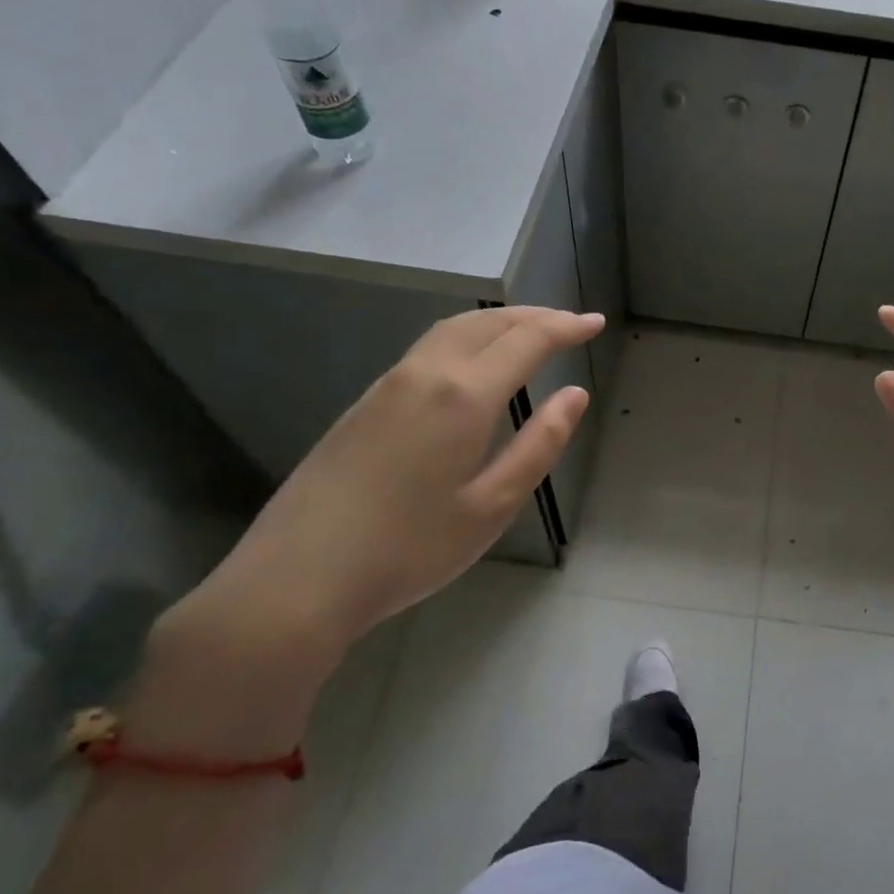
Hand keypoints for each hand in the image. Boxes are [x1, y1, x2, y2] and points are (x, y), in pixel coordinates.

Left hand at [131, 307, 602, 753]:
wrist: (298, 578)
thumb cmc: (410, 549)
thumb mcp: (492, 506)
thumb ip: (539, 445)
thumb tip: (574, 396)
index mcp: (463, 396)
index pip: (526, 341)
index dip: (565, 328)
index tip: (594, 323)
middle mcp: (425, 374)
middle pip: (486, 323)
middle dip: (533, 316)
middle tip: (569, 323)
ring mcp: (388, 385)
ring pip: (452, 330)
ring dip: (497, 322)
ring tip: (529, 333)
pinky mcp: (364, 404)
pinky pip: (427, 349)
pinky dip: (466, 338)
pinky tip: (473, 364)